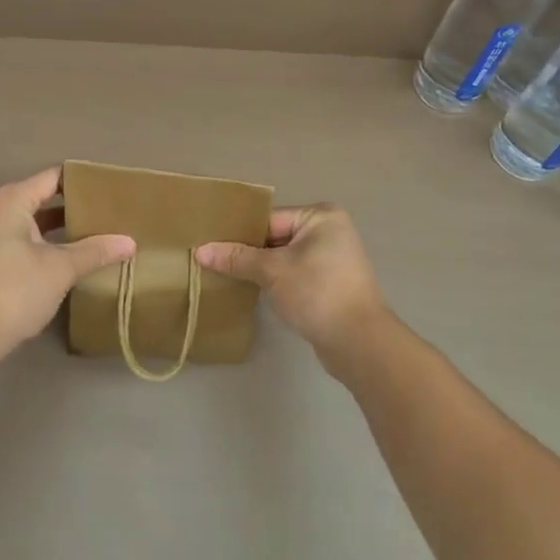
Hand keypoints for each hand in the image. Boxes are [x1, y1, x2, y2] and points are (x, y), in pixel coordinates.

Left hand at [0, 166, 135, 360]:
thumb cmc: (14, 290)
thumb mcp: (60, 268)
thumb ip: (95, 251)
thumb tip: (130, 242)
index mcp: (13, 200)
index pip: (55, 177)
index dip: (84, 181)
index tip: (113, 189)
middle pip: (46, 197)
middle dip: (78, 206)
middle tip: (113, 212)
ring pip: (37, 222)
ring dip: (65, 228)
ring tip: (101, 233)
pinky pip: (29, 239)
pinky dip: (51, 244)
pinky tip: (76, 256)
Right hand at [197, 204, 387, 360]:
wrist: (359, 343)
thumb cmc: (317, 293)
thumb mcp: (272, 271)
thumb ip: (237, 258)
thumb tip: (200, 251)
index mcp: (320, 217)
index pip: (269, 219)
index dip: (240, 233)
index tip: (210, 243)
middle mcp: (329, 231)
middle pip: (275, 237)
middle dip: (248, 252)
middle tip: (212, 261)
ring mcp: (332, 260)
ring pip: (283, 258)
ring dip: (261, 269)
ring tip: (227, 276)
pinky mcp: (330, 285)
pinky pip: (294, 275)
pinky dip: (276, 283)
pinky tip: (253, 292)